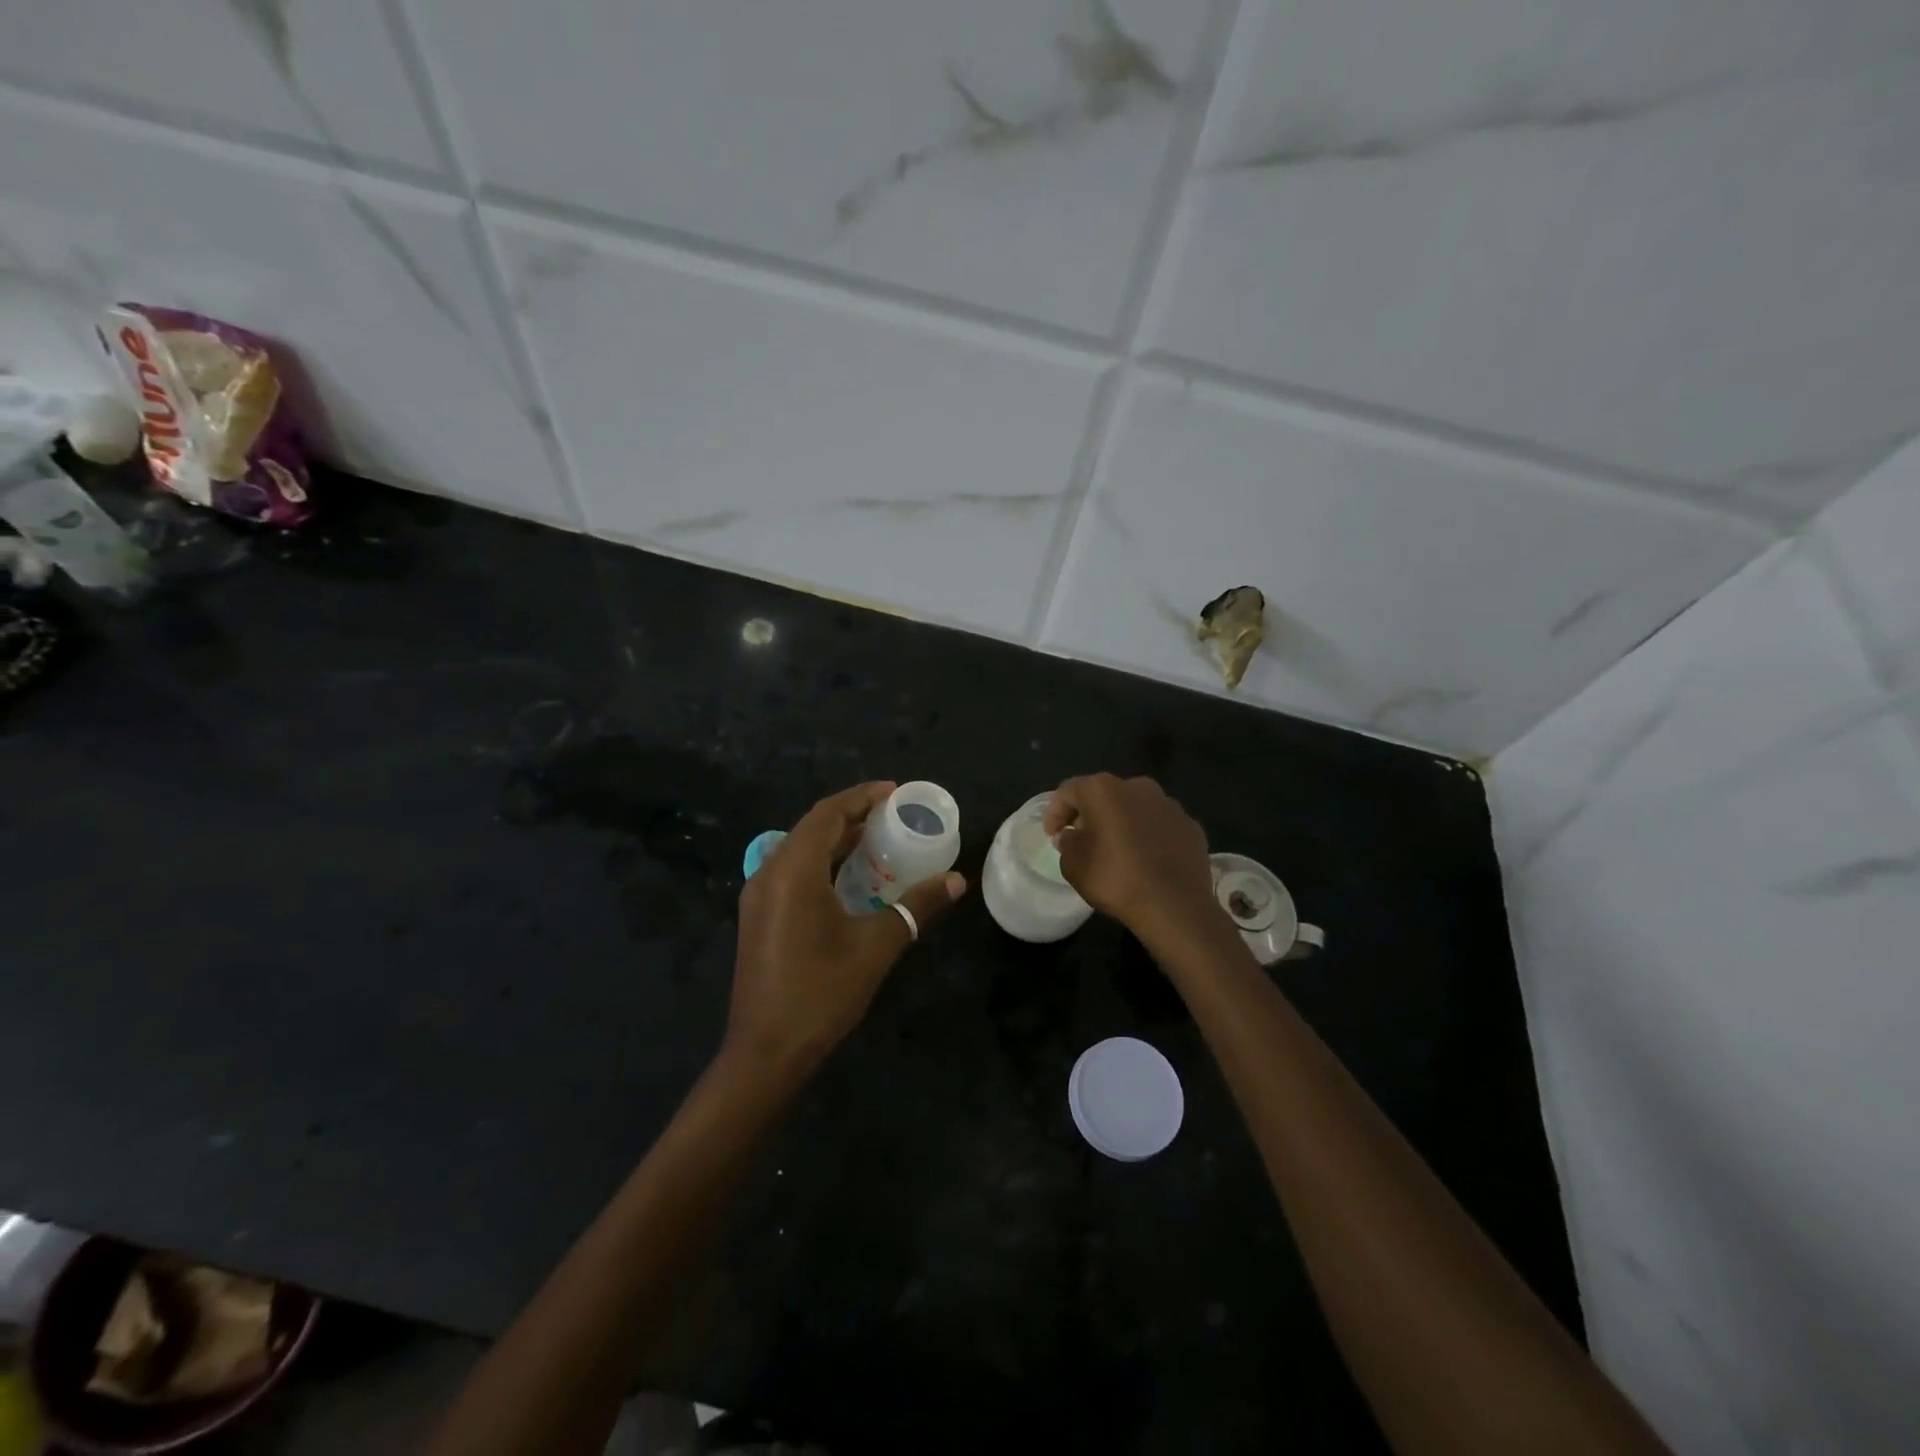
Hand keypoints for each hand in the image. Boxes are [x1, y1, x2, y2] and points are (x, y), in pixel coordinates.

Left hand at [726, 781, 966, 1080]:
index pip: (828, 814)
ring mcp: (759, 897)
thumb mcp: (877, 946)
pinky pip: (792, 872)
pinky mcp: (758, 917)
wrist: (766, 1052)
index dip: (861, 797)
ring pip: (800, 850)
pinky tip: (850, 879)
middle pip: (812, 828)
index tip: (894, 791)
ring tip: (878, 840)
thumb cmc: (822, 992)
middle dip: (851, 816)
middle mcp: (769, 873)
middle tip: (893, 815)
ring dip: (836, 840)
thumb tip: (957, 881)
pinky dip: (822, 863)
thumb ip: (916, 907)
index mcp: (793, 870)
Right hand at [1044, 774, 1221, 947]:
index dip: (1055, 812)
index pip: (1069, 791)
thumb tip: (1072, 835)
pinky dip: (1148, 836)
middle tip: (1081, 839)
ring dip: (1122, 822)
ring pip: (1135, 808)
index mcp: (1104, 790)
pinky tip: (1146, 860)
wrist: (1175, 907)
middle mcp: (1138, 787)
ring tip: (1116, 850)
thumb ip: (1067, 843)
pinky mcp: (1190, 825)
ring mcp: (1169, 805)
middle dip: (1090, 814)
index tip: (1052, 835)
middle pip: (1104, 795)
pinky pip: (1160, 825)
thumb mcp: (1073, 865)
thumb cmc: (1116, 879)